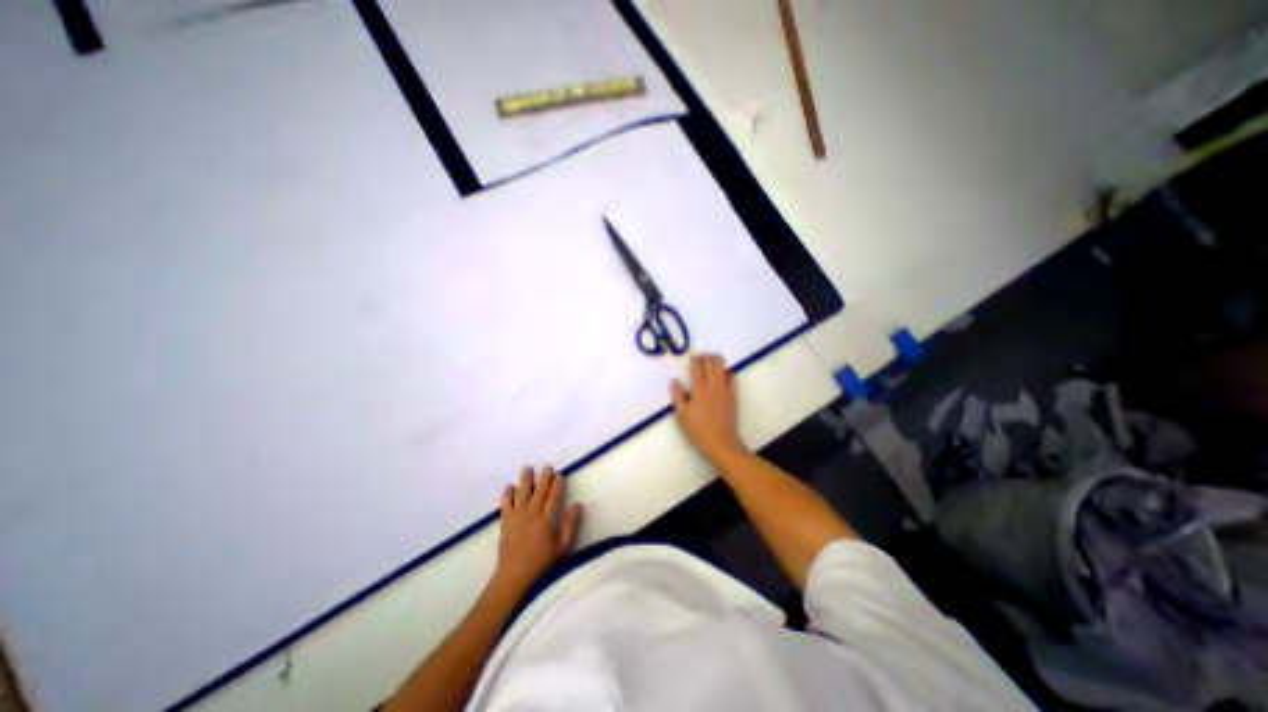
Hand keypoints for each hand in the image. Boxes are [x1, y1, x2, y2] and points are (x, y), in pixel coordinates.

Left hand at [493, 464, 580, 592]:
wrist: (515, 577)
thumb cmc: (542, 563)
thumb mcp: (563, 547)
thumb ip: (571, 525)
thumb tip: (578, 505)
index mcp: (547, 520)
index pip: (554, 496)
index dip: (558, 484)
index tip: (560, 475)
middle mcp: (532, 514)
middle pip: (539, 491)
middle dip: (544, 477)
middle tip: (547, 467)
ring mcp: (517, 517)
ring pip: (522, 493)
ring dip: (525, 480)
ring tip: (528, 468)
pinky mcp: (505, 522)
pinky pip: (505, 504)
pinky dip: (507, 494)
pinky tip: (510, 487)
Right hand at [668, 354, 746, 465]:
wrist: (720, 442)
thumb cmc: (697, 429)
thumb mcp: (681, 414)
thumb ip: (677, 395)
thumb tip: (674, 380)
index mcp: (698, 389)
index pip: (697, 367)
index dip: (694, 359)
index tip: (692, 356)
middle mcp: (712, 385)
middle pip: (711, 363)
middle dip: (706, 357)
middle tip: (702, 356)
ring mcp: (725, 389)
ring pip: (722, 367)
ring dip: (717, 360)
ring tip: (712, 360)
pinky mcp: (733, 396)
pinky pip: (733, 378)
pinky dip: (728, 373)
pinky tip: (725, 374)